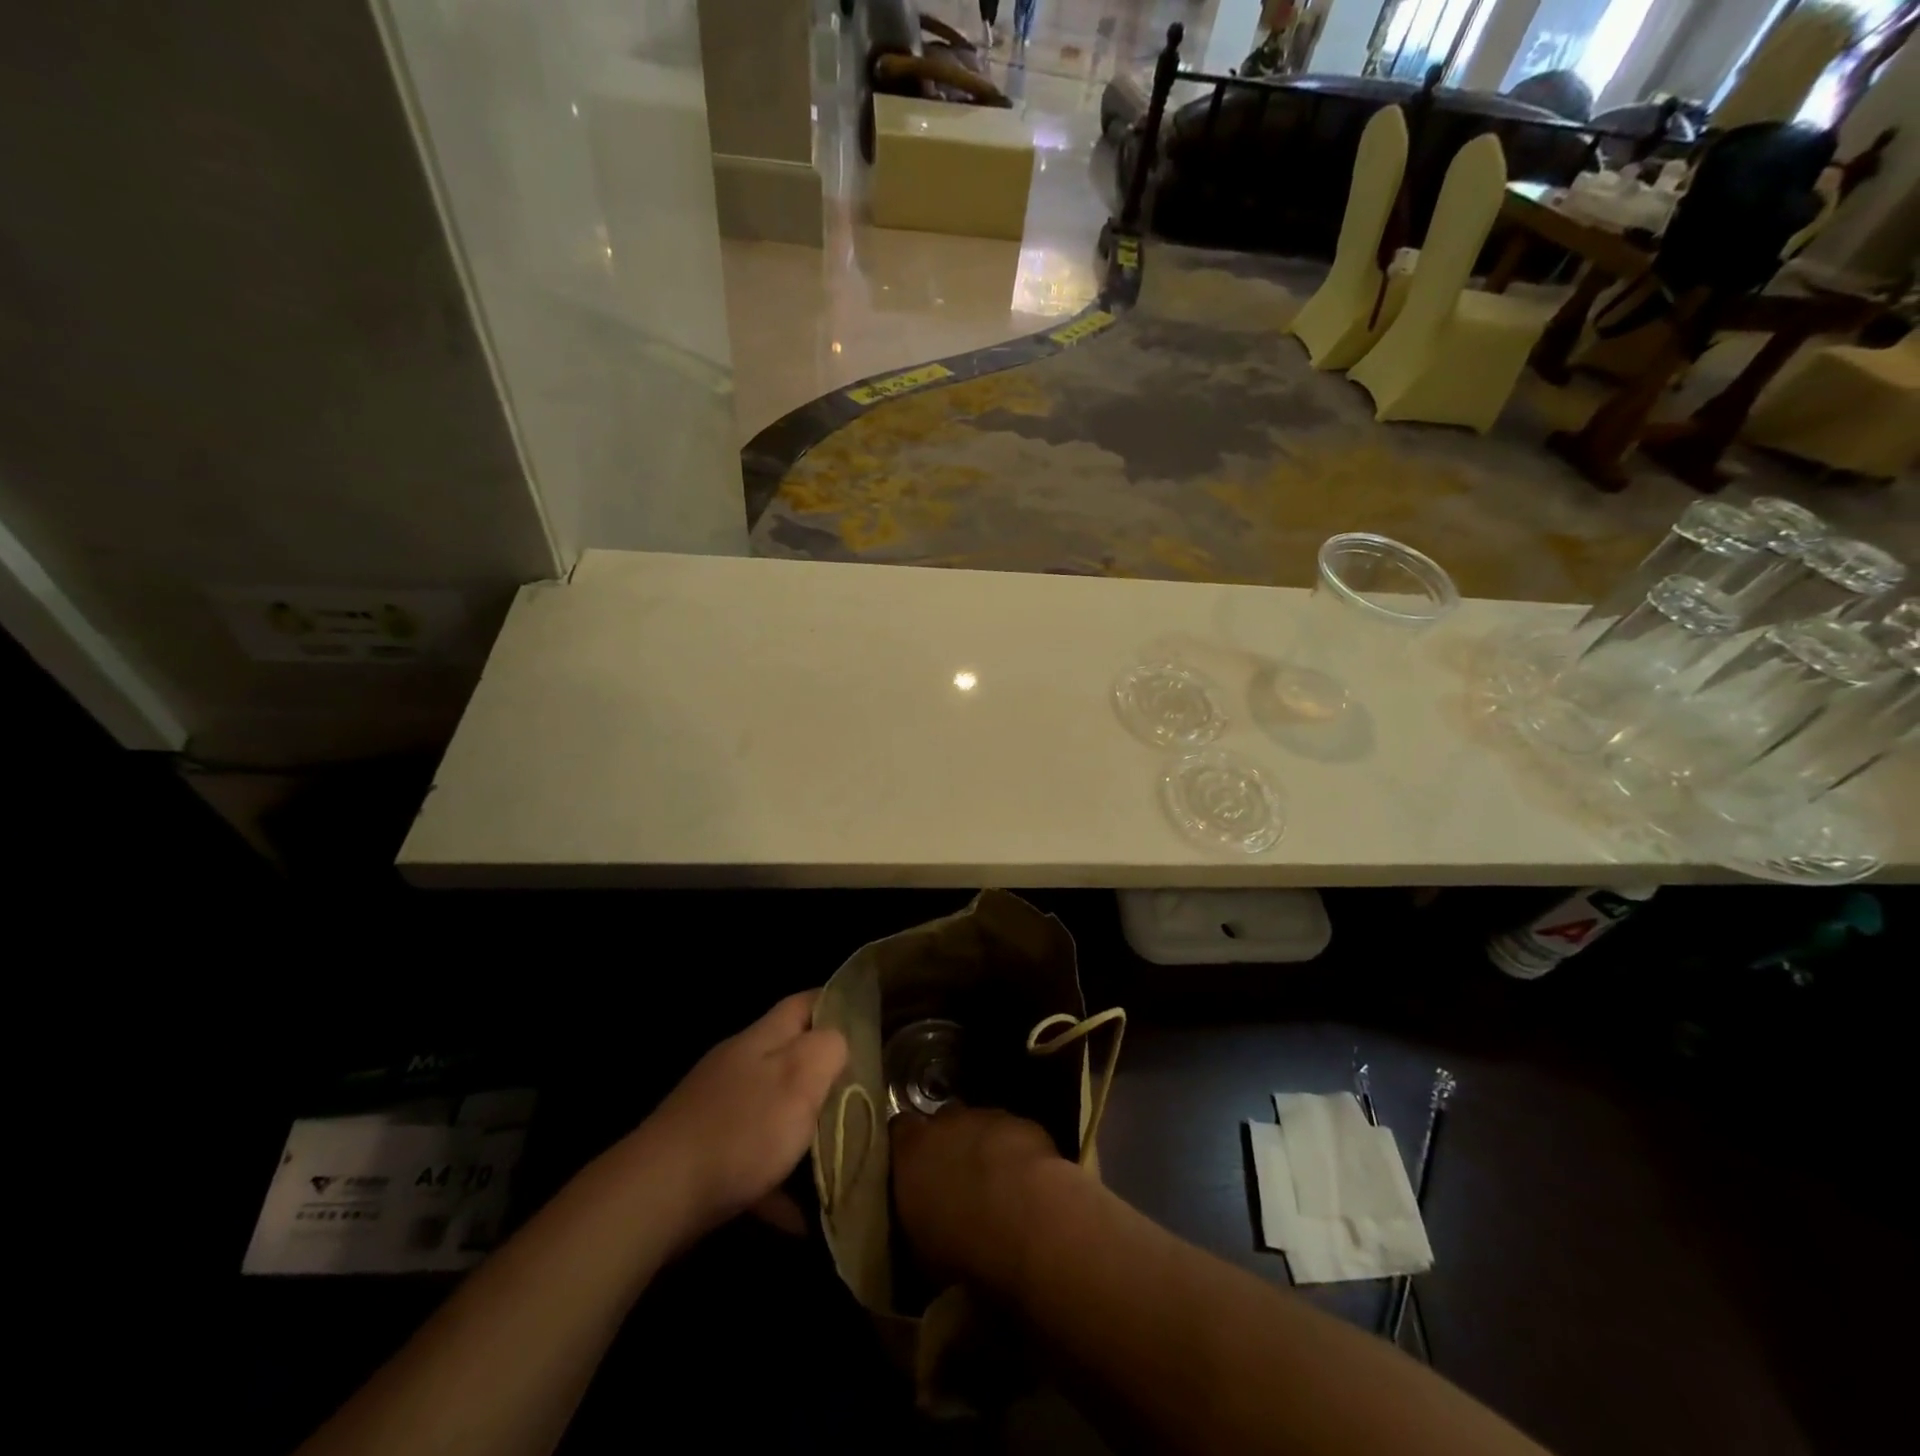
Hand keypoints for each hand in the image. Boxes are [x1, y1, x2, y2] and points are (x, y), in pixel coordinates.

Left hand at [638, 991, 847, 1243]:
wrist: (655, 1198)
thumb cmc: (740, 1131)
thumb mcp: (799, 1078)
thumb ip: (828, 1049)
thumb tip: (840, 1039)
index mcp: (761, 1039)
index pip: (805, 1003)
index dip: (838, 1004)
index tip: (870, 1023)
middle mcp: (738, 1066)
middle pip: (791, 1057)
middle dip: (827, 1076)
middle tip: (866, 1096)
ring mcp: (718, 1111)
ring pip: (775, 1111)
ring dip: (805, 1132)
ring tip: (842, 1157)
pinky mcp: (704, 1155)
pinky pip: (754, 1162)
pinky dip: (779, 1183)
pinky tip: (801, 1216)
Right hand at [892, 1104, 1061, 1286]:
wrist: (1022, 1217)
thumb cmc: (959, 1243)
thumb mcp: (920, 1250)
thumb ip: (914, 1222)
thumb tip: (920, 1230)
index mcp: (911, 1149)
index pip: (899, 1130)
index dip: (907, 1147)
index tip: (912, 1170)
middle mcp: (946, 1122)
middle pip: (942, 1122)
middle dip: (947, 1145)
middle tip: (955, 1180)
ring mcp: (987, 1118)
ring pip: (980, 1126)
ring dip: (983, 1148)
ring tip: (994, 1185)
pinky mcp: (1023, 1123)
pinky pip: (1013, 1135)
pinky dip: (1015, 1153)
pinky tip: (1024, 1183)